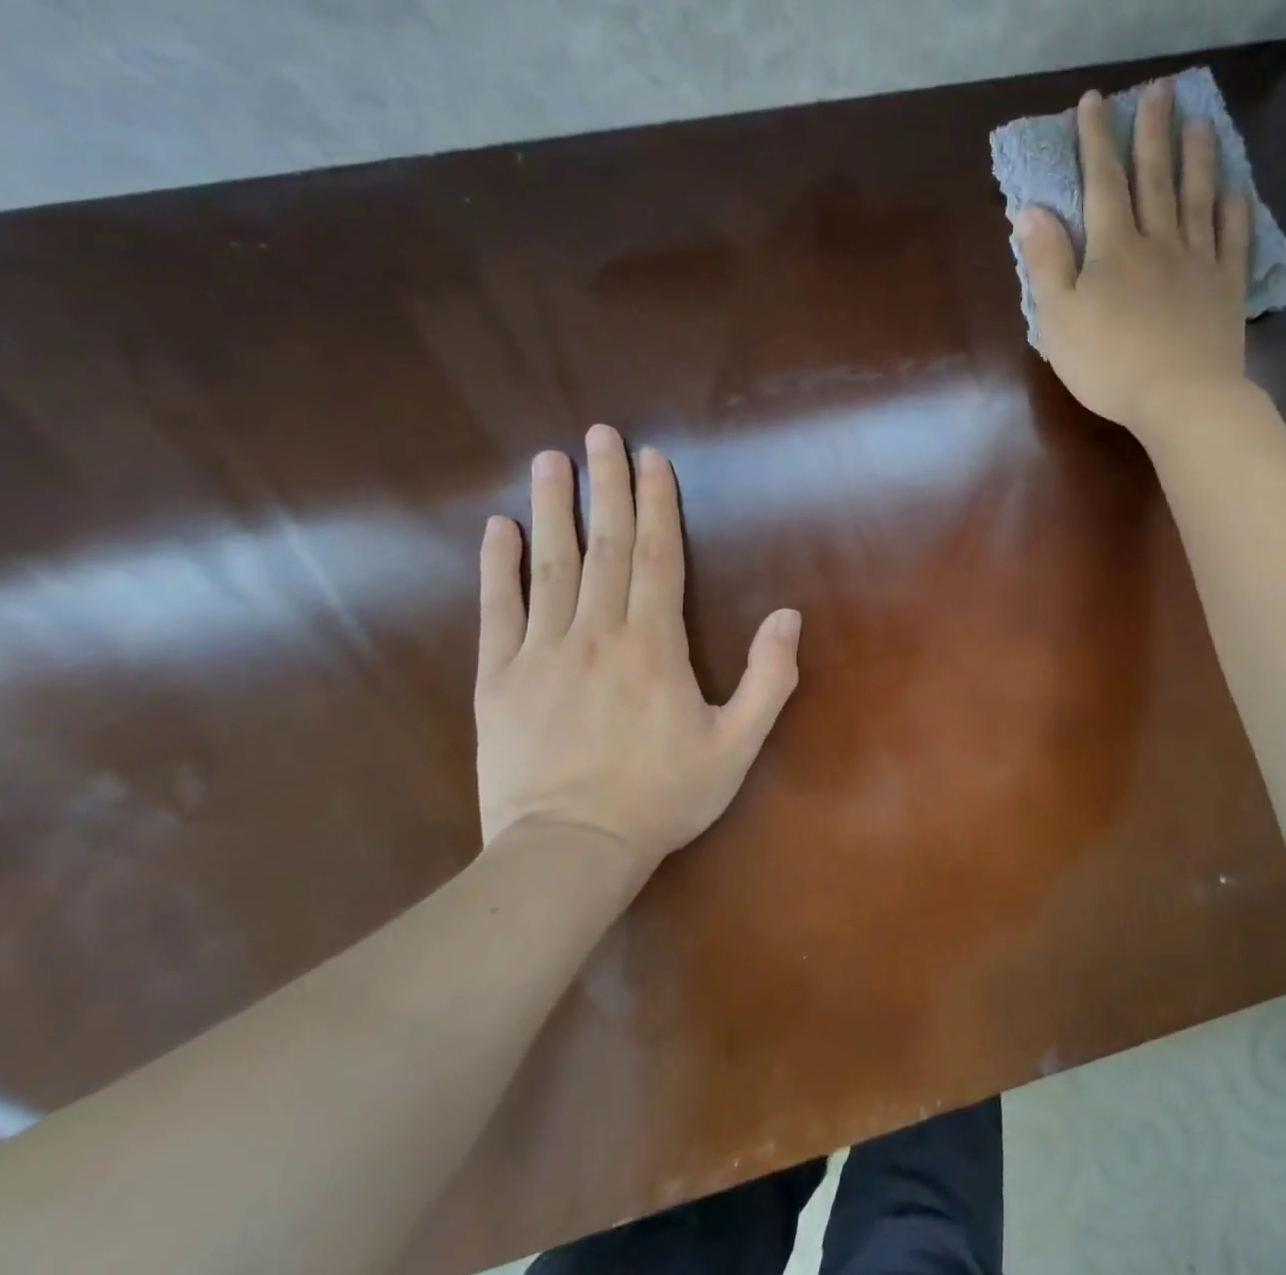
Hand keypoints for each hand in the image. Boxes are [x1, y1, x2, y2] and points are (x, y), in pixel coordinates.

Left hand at [473, 426, 801, 865]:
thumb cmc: (662, 796)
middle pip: (606, 545)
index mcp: (654, 644)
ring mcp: (542, 652)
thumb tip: (788, 615)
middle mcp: (597, 633)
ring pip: (550, 565)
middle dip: (606, 486)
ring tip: (550, 460)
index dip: (657, 503)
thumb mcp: (737, 745)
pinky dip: (497, 567)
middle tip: (600, 434)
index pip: (658, 555)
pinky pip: (498, 611)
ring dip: (553, 508)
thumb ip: (769, 678)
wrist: (571, 850)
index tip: (650, 458)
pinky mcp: (499, 679)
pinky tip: (498, 529)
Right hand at [1015, 81, 1254, 436]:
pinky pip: (1232, 239)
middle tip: (1161, 90)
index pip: (1102, 183)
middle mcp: (1158, 242)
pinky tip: (1236, 188)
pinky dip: (1235, 210)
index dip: (1096, 141)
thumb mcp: (1058, 319)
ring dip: (1197, 157)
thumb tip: (1030, 211)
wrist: (1179, 398)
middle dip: (1153, 132)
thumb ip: (1045, 263)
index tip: (1095, 102)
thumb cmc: (1108, 364)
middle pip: (1155, 178)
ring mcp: (1197, 263)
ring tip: (1200, 121)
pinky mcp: (1225, 288)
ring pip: (1198, 198)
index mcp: (1113, 249)